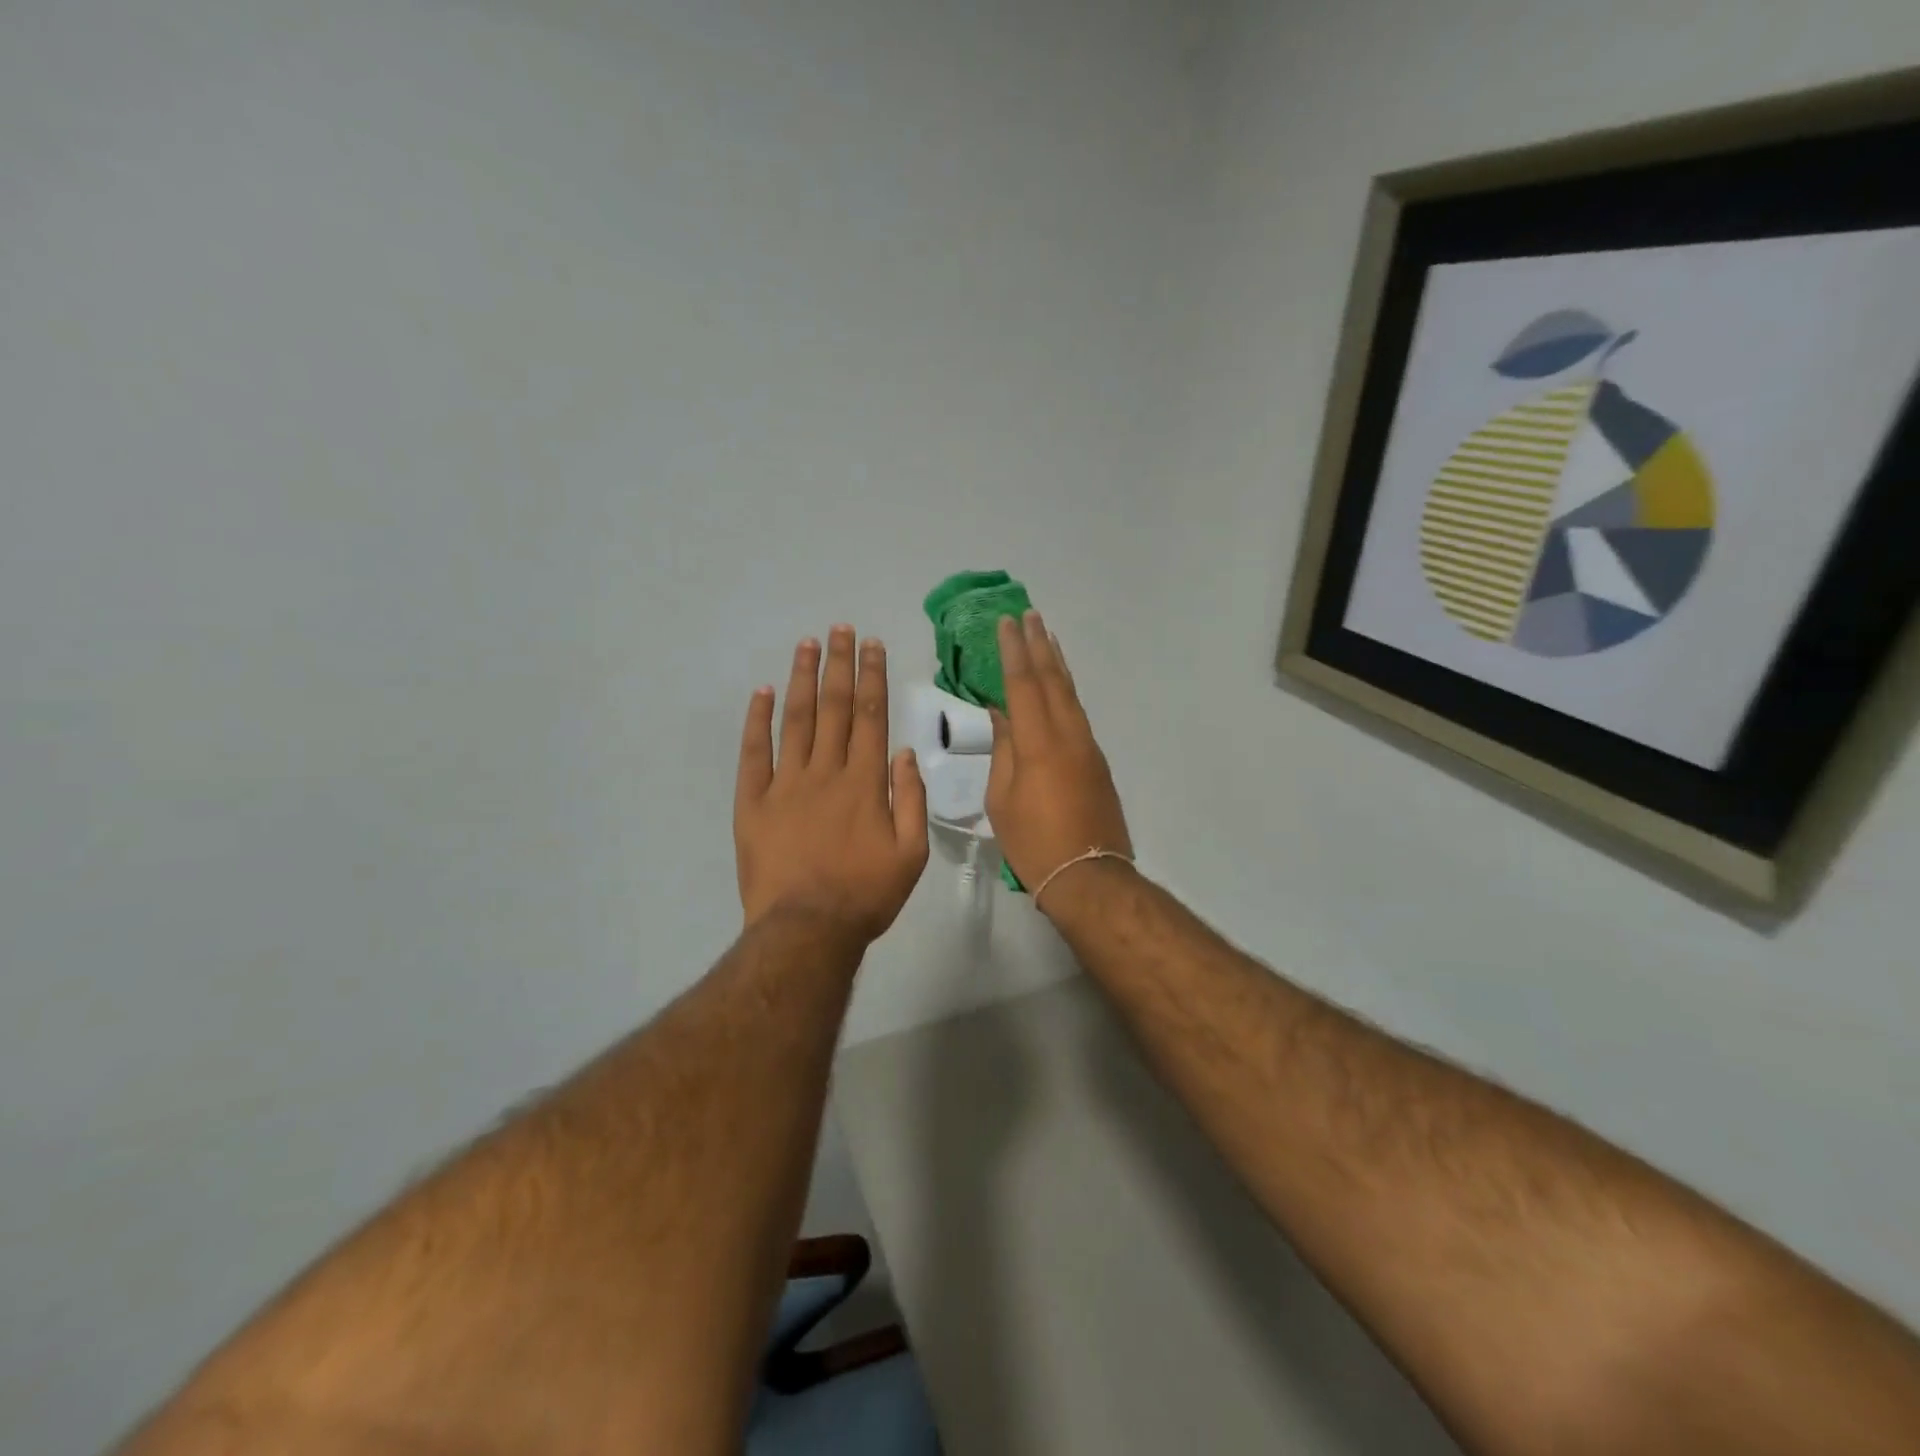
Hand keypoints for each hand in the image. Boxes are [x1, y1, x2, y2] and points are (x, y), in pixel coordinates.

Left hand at [735, 626, 929, 941]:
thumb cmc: (866, 895)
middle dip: (839, 664)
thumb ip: (911, 800)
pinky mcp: (753, 802)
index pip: (872, 717)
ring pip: (796, 720)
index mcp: (865, 783)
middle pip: (835, 708)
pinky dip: (756, 721)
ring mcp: (785, 784)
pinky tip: (760, 692)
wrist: (807, 929)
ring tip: (806, 644)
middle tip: (839, 629)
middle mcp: (826, 772)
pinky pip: (754, 753)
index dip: (873, 677)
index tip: (872, 645)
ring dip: (802, 679)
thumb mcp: (911, 854)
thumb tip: (904, 753)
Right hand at [986, 611, 1131, 899]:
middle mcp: (1067, 736)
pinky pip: (1078, 713)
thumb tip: (1002, 715)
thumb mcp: (1002, 799)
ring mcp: (1087, 746)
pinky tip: (1059, 684)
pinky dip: (1066, 690)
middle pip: (1052, 680)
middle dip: (1039, 646)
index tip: (1008, 623)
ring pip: (1070, 694)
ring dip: (1057, 662)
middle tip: (1030, 615)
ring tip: (1047, 636)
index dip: (1014, 653)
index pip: (1023, 686)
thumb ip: (1003, 751)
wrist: (1089, 874)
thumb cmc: (1034, 842)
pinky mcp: (1097, 760)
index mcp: (1037, 745)